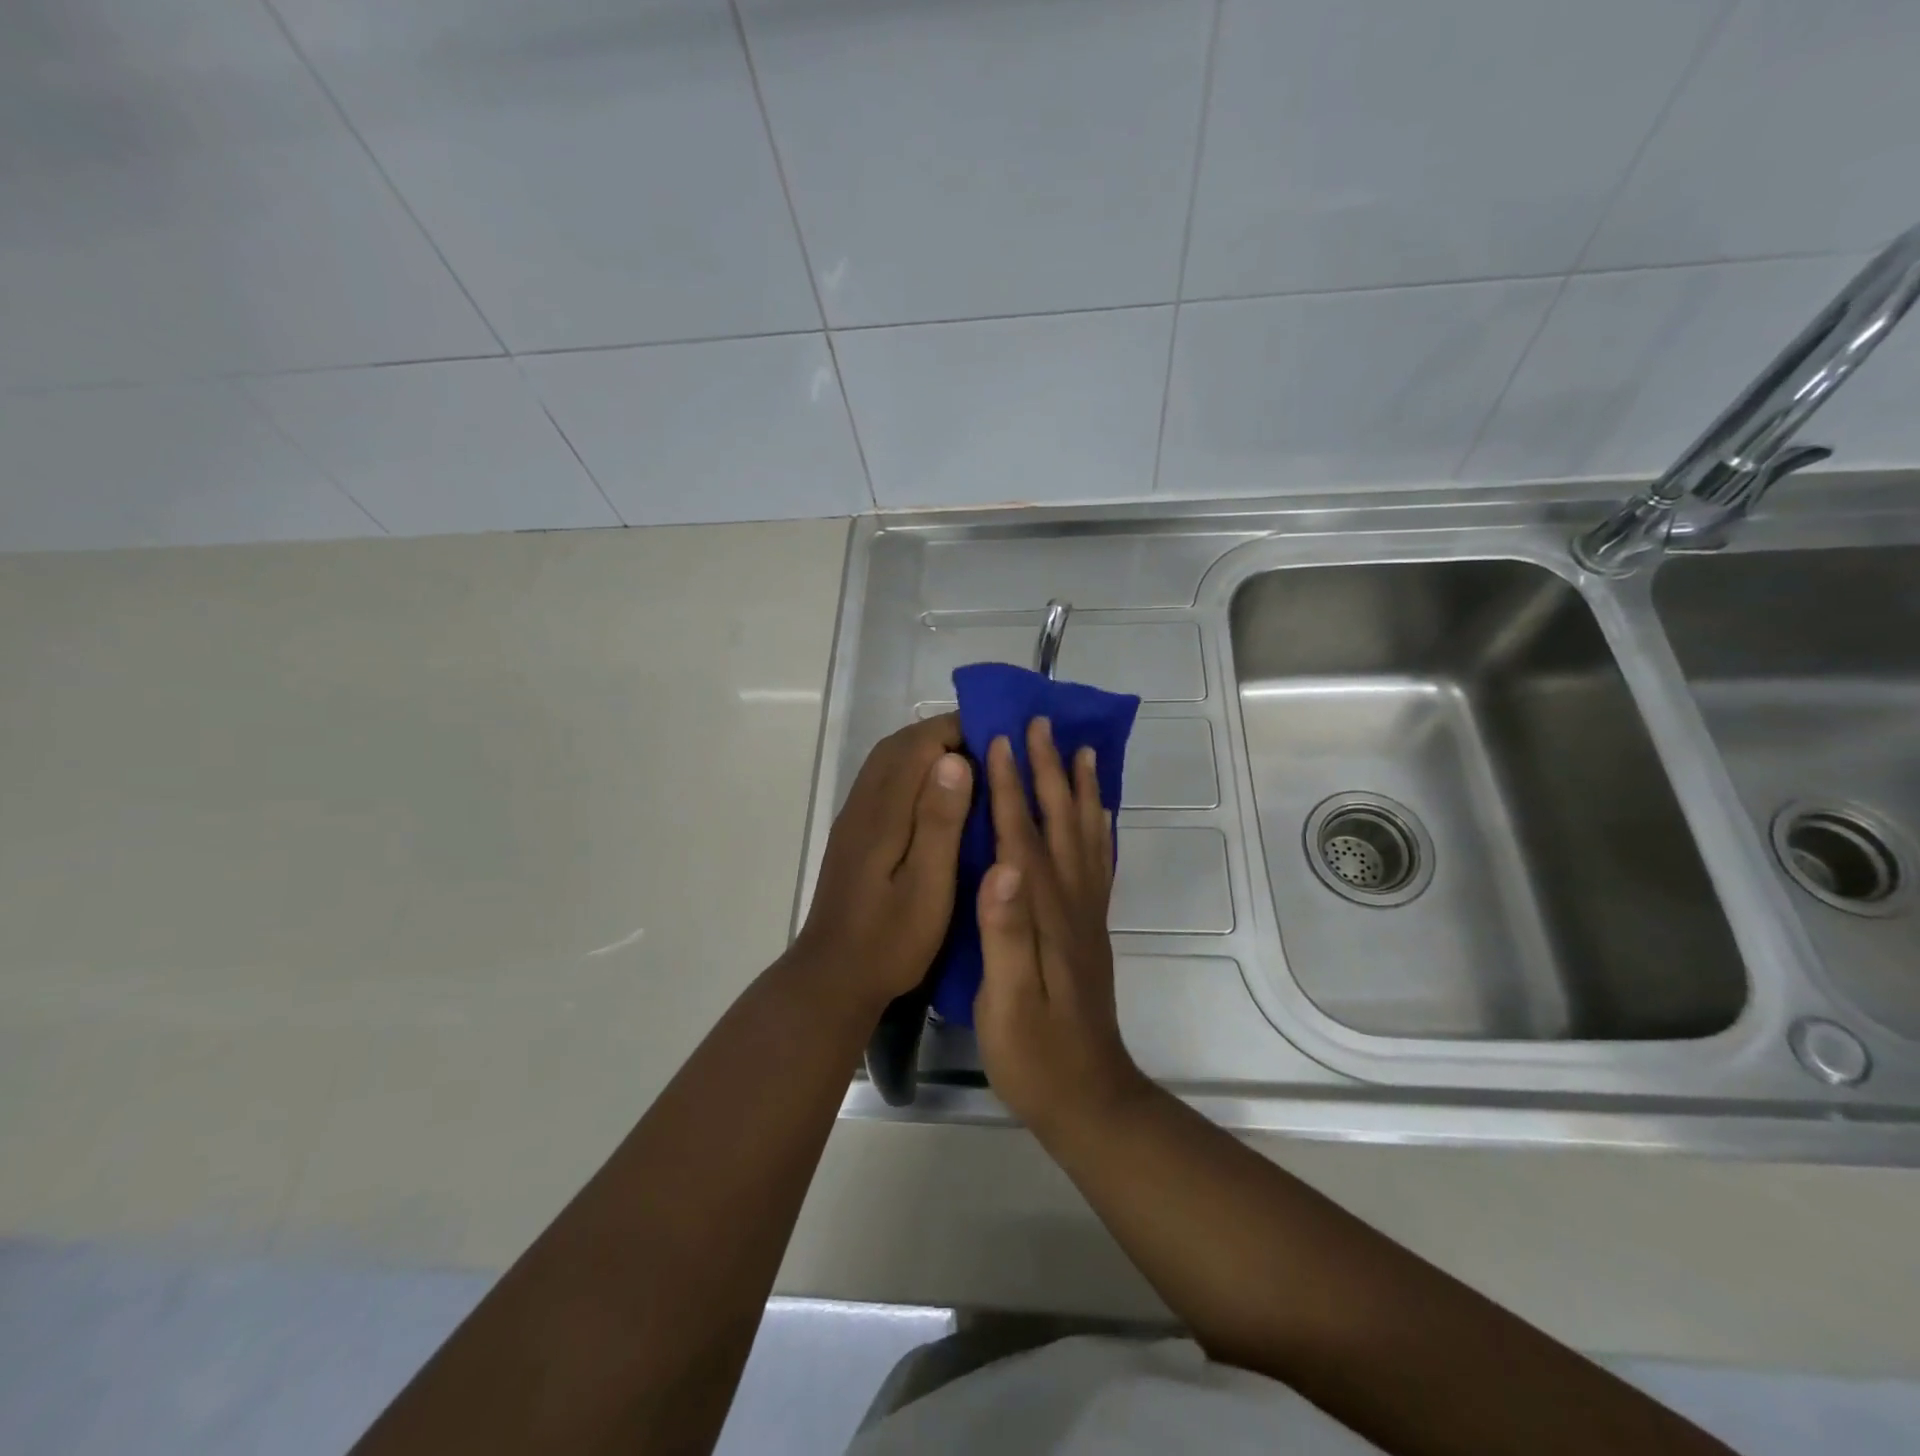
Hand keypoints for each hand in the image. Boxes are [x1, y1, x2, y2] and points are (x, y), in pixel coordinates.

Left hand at [794, 714, 972, 1011]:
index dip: (956, 729)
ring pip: (887, 762)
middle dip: (942, 733)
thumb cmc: (890, 939)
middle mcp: (863, 805)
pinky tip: (937, 796)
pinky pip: (883, 782)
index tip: (996, 734)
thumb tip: (953, 759)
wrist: (832, 977)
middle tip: (988, 746)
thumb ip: (940, 822)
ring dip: (925, 750)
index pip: (917, 745)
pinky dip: (912, 771)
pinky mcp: (853, 835)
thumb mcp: (928, 887)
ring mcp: (854, 819)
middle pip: (899, 745)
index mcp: (883, 812)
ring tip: (970, 764)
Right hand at [973, 717, 1146, 1135]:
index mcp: (1044, 913)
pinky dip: (1099, 828)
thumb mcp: (1006, 1001)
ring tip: (1082, 750)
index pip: (1022, 836)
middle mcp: (1072, 902)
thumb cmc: (1034, 1054)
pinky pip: (1099, 864)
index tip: (998, 740)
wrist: (1088, 1098)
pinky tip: (1097, 814)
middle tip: (1042, 724)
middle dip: (1049, 771)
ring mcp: (1087, 914)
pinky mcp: (1092, 929)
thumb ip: (1005, 932)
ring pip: (1085, 836)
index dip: (1009, 786)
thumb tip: (1002, 865)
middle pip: (1060, 823)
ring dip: (1081, 789)